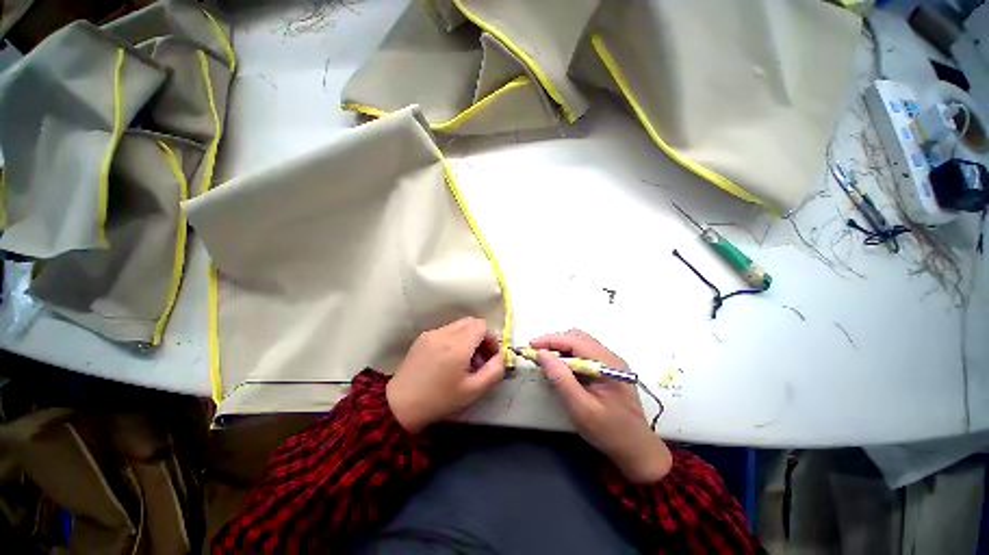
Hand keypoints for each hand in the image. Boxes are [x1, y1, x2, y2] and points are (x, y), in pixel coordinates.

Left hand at [387, 317, 505, 433]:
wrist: (400, 406)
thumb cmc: (439, 400)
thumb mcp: (473, 391)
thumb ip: (494, 371)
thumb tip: (501, 356)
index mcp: (457, 345)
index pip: (481, 325)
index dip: (490, 338)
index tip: (489, 356)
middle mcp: (444, 333)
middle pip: (471, 322)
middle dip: (480, 336)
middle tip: (479, 357)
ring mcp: (431, 333)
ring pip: (458, 325)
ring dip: (467, 337)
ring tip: (463, 360)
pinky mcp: (422, 337)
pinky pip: (446, 331)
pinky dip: (454, 339)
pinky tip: (448, 359)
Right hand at [531, 330, 671, 483]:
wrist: (637, 450)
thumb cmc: (609, 432)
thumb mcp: (580, 408)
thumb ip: (561, 379)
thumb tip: (542, 354)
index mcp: (608, 364)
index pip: (575, 340)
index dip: (551, 340)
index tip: (531, 346)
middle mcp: (611, 357)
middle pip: (578, 338)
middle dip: (554, 342)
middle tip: (537, 354)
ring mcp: (610, 362)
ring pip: (580, 344)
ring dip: (561, 348)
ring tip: (546, 361)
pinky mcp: (608, 369)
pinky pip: (584, 354)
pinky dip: (569, 356)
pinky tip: (561, 368)